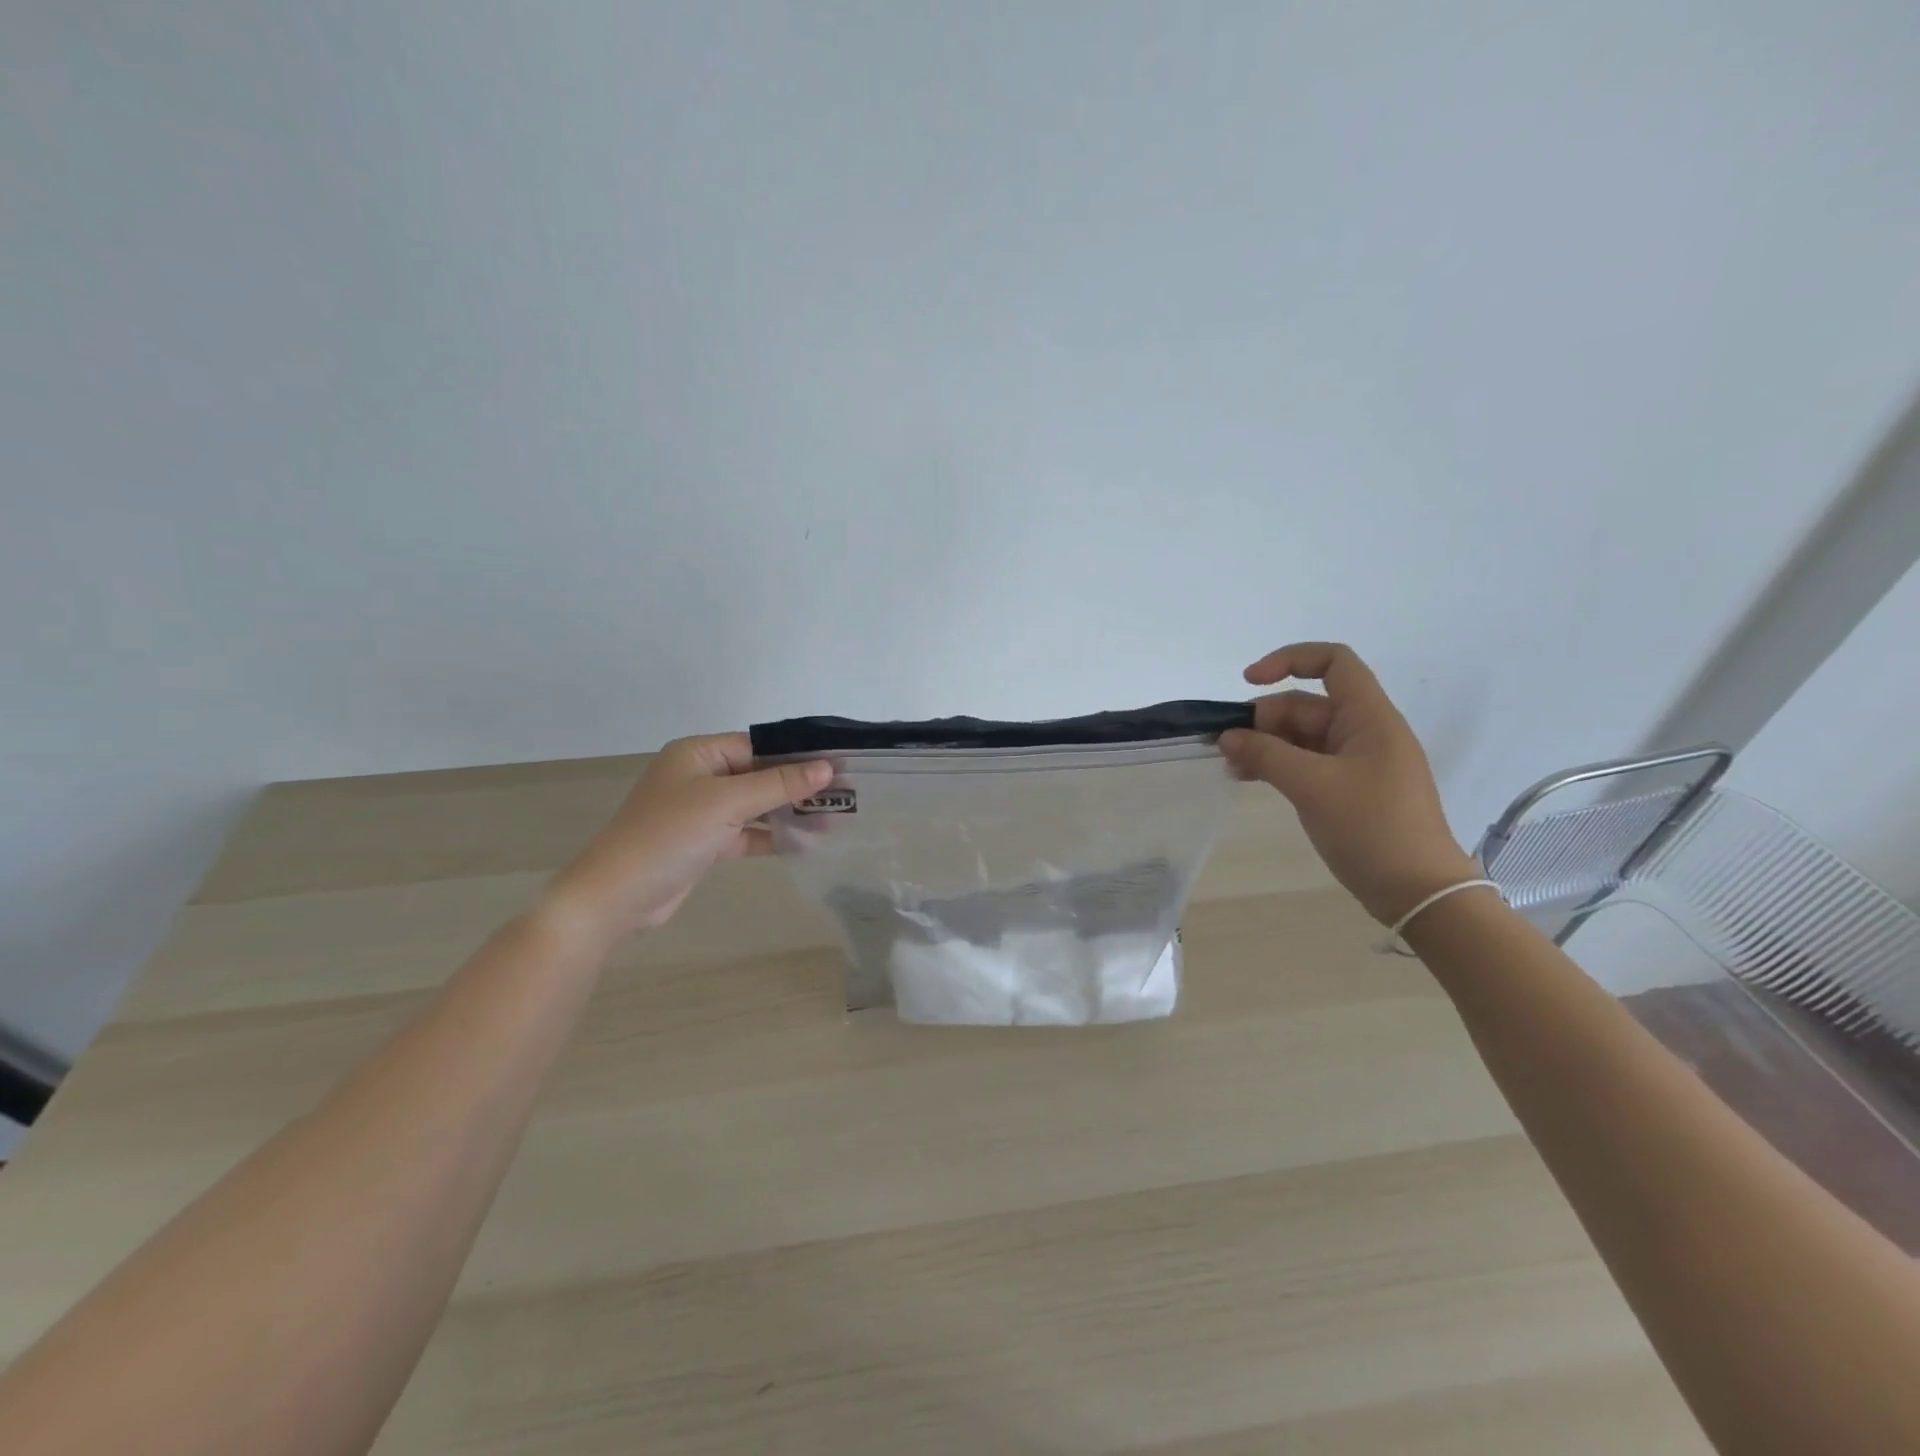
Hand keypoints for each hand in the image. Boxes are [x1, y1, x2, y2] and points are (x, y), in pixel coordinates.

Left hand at [543, 733, 830, 943]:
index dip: (798, 755)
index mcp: (698, 754)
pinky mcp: (705, 843)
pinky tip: (806, 842)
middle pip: (760, 774)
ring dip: (790, 812)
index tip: (839, 765)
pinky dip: (772, 836)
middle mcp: (700, 777)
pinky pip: (747, 832)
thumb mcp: (726, 803)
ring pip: (756, 805)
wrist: (617, 897)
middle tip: (845, 793)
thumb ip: (778, 784)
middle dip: (799, 785)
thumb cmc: (669, 835)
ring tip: (835, 818)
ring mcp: (702, 812)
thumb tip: (827, 767)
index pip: (758, 746)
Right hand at [1218, 643, 1478, 924]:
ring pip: (1301, 737)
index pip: (1333, 662)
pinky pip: (1305, 763)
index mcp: (1369, 718)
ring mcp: (1355, 762)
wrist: (1417, 892)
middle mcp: (1363, 732)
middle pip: (1306, 705)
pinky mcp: (1347, 789)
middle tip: (1227, 747)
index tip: (1249, 682)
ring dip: (1264, 745)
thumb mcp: (1312, 786)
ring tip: (1231, 766)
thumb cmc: (1372, 828)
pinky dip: (1276, 765)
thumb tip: (1226, 737)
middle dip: (1263, 719)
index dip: (1289, 660)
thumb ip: (1265, 755)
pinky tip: (1248, 779)